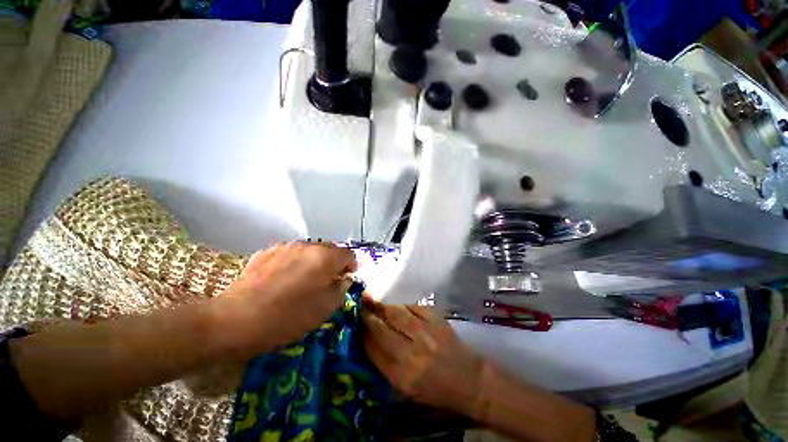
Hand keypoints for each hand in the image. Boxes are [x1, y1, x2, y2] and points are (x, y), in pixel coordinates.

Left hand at [216, 242, 356, 356]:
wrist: (235, 320)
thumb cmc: (287, 316)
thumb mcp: (324, 309)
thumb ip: (341, 290)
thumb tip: (343, 280)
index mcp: (325, 258)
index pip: (348, 254)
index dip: (351, 266)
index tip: (347, 278)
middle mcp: (308, 246)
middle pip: (329, 249)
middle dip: (333, 263)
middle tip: (327, 281)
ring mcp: (285, 247)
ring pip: (309, 250)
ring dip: (313, 262)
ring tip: (304, 281)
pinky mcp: (266, 253)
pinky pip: (290, 254)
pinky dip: (294, 263)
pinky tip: (283, 280)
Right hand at [361, 299, 484, 419]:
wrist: (470, 381)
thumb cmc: (437, 390)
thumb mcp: (407, 389)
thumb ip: (387, 365)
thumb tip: (369, 340)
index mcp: (402, 376)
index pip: (374, 350)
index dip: (362, 334)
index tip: (355, 323)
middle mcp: (412, 354)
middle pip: (382, 329)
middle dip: (368, 316)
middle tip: (360, 305)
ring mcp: (426, 334)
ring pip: (397, 313)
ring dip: (382, 306)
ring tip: (372, 299)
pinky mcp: (437, 321)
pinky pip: (414, 307)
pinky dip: (403, 305)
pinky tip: (397, 305)